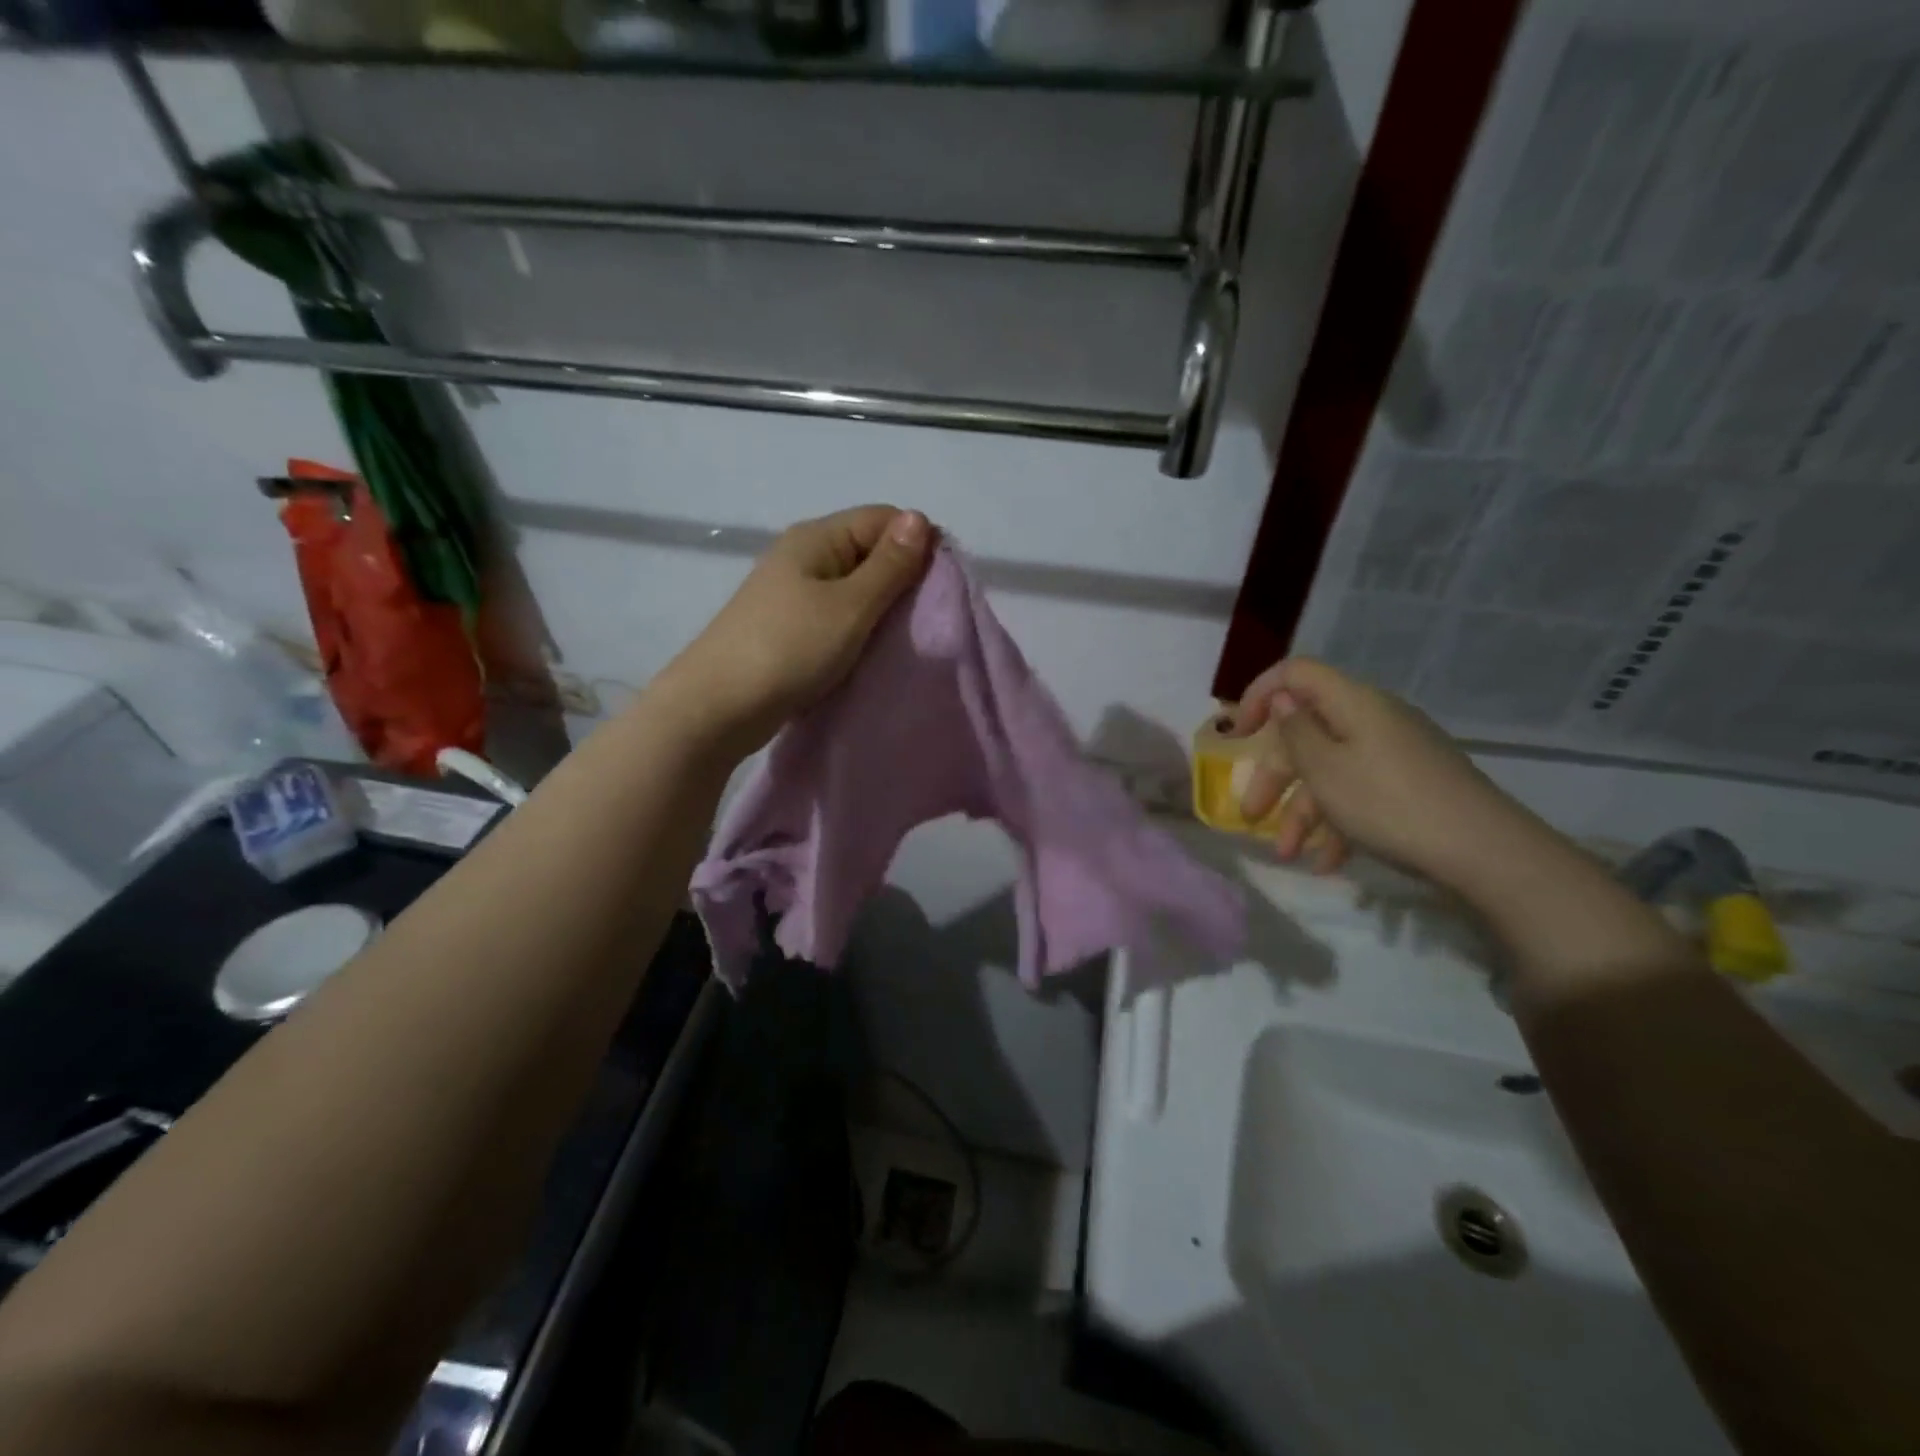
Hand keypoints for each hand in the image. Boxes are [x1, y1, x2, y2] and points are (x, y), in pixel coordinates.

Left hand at [665, 505, 933, 754]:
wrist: (718, 708)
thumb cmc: (789, 649)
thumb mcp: (850, 606)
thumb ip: (889, 565)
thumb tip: (920, 517)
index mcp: (816, 537)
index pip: (883, 519)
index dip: (918, 543)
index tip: (943, 586)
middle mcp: (803, 557)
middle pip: (868, 552)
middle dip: (902, 579)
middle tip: (928, 618)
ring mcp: (792, 594)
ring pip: (853, 588)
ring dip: (881, 609)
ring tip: (903, 638)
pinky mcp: (788, 628)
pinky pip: (836, 617)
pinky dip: (858, 630)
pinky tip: (871, 652)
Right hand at [1230, 658, 1543, 890]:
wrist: (1484, 852)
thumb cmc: (1388, 803)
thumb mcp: (1325, 769)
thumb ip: (1295, 731)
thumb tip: (1282, 698)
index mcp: (1352, 703)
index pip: (1295, 673)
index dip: (1259, 695)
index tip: (1238, 734)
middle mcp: (1373, 720)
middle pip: (1308, 733)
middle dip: (1275, 778)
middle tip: (1250, 816)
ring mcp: (1395, 753)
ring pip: (1330, 771)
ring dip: (1302, 813)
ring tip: (1287, 856)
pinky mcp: (1410, 784)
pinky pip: (1359, 793)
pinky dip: (1338, 824)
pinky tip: (1327, 863)